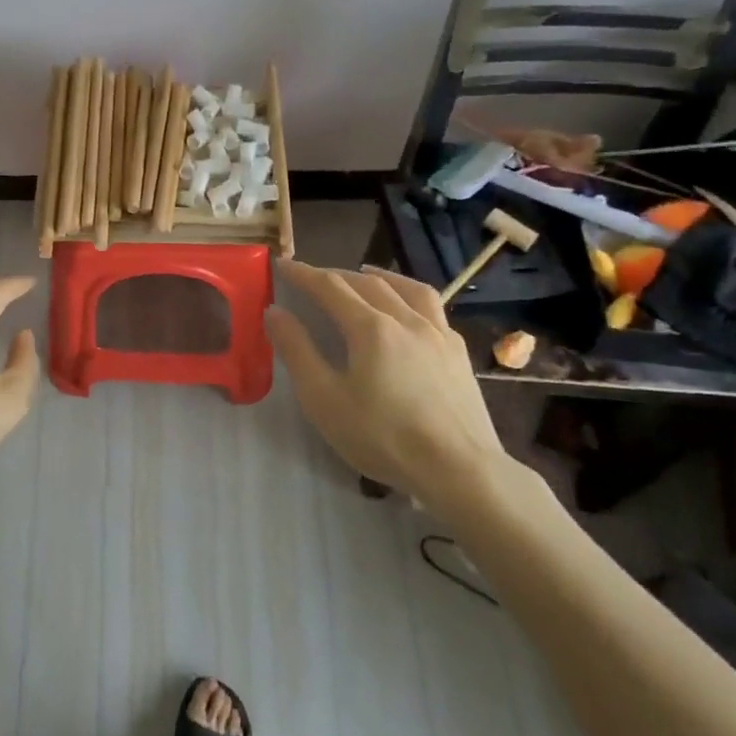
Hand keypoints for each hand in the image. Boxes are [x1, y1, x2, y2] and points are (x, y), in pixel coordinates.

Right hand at [265, 261, 506, 512]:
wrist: (460, 471)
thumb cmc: (383, 437)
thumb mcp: (324, 399)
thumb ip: (297, 350)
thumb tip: (275, 312)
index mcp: (370, 327)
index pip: (329, 286)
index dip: (302, 273)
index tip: (281, 264)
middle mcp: (406, 319)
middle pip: (366, 282)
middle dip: (335, 274)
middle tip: (312, 278)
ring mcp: (438, 334)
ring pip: (407, 288)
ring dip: (378, 276)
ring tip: (364, 274)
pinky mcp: (459, 354)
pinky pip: (433, 309)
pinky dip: (410, 297)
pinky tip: (408, 312)